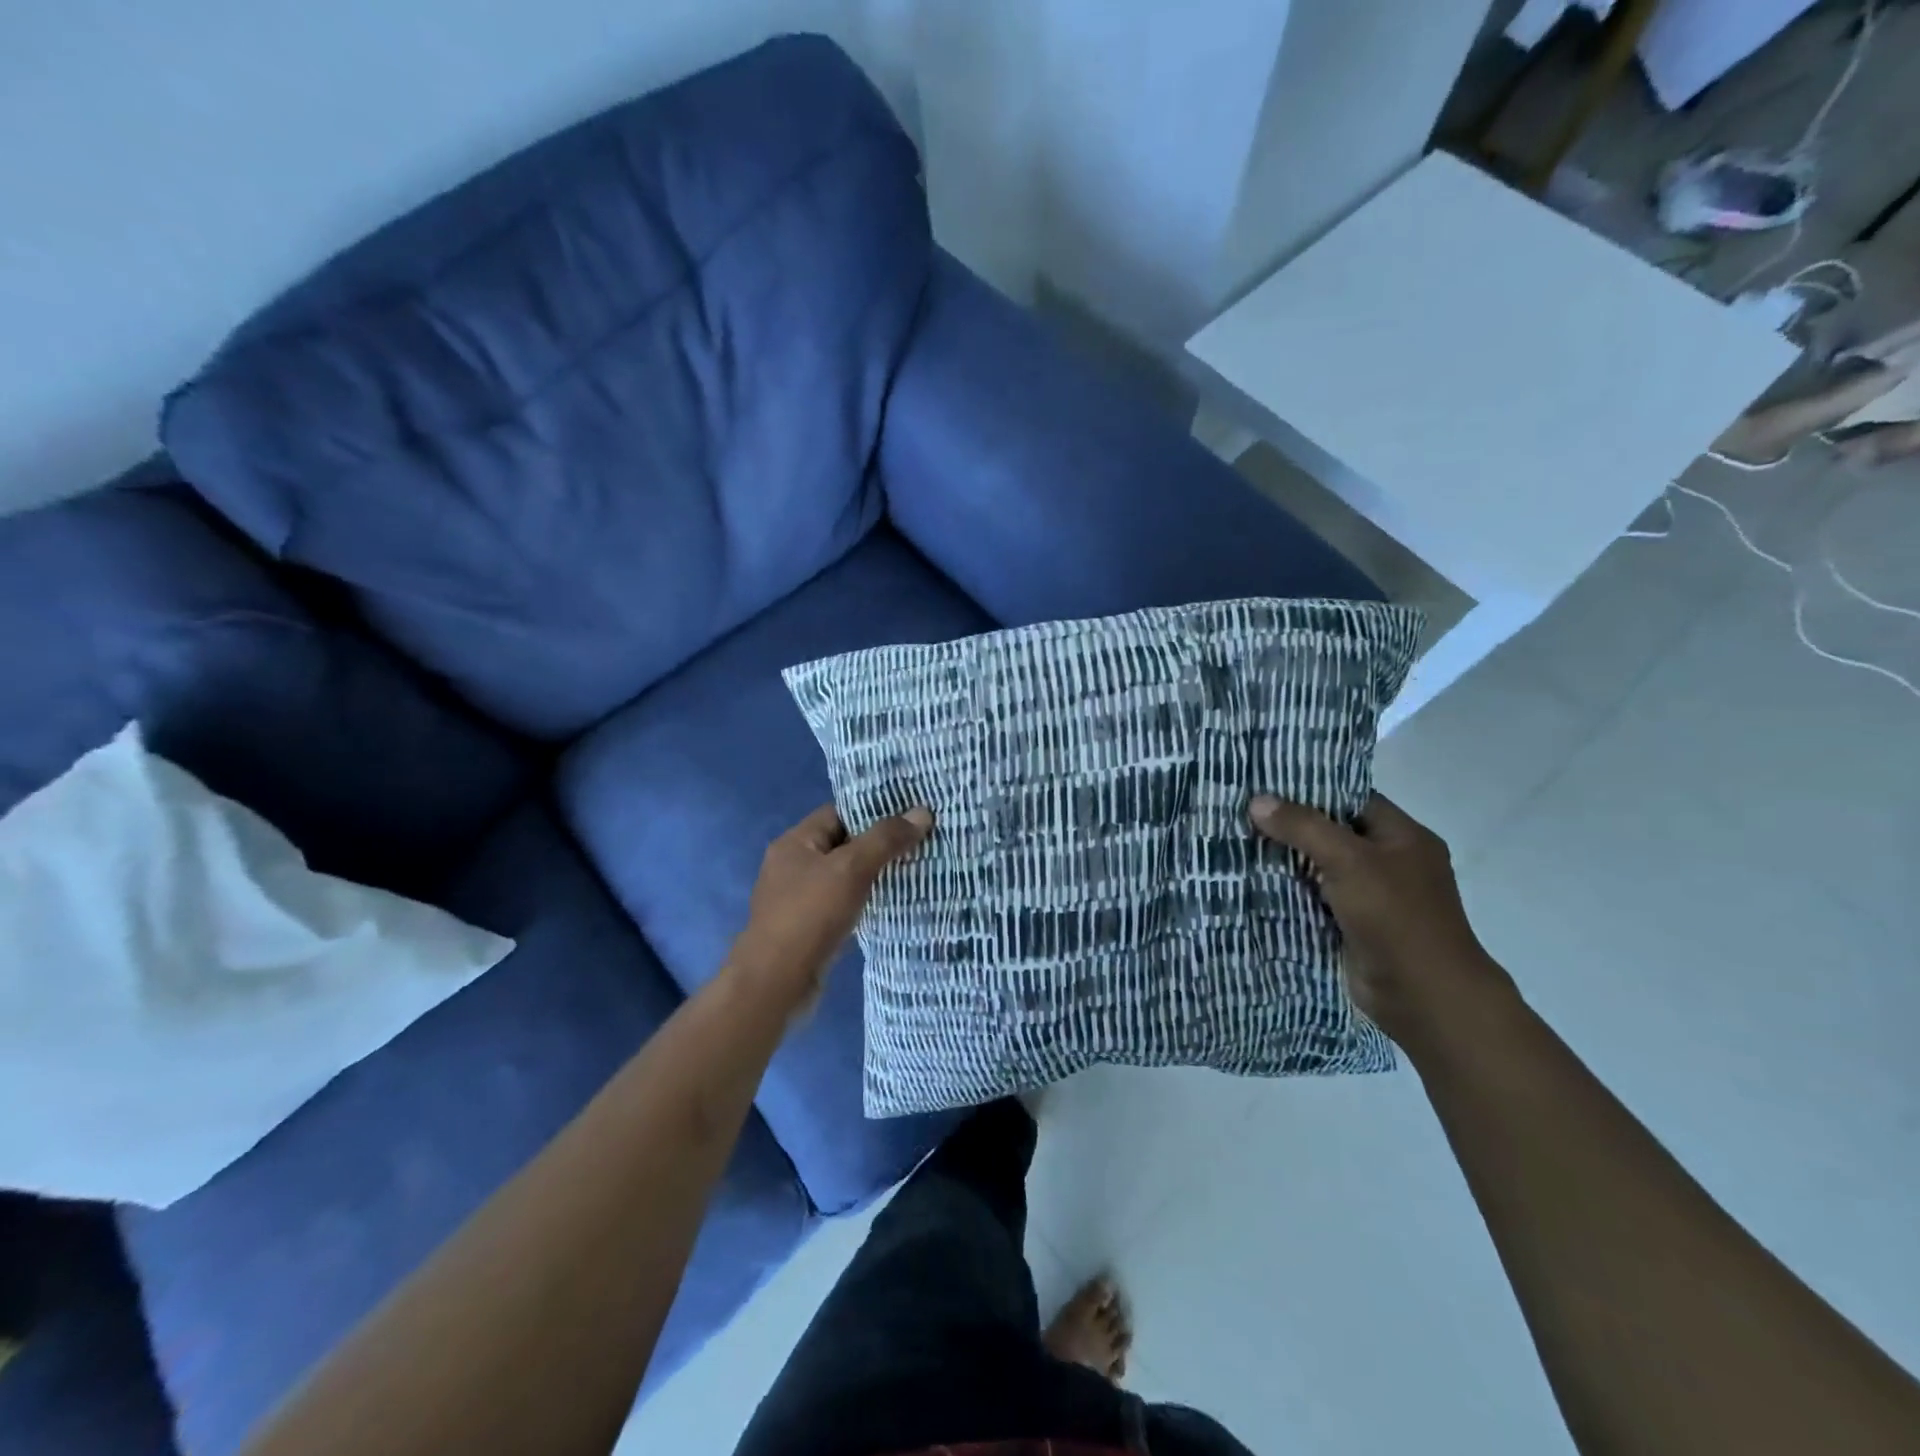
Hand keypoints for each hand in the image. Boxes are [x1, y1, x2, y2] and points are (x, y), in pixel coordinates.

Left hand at [727, 803, 933, 1018]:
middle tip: (920, 842)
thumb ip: (885, 839)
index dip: (874, 811)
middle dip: (879, 844)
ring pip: (844, 877)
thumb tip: (922, 812)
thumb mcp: (851, 869)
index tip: (910, 814)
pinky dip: (865, 903)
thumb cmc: (810, 915)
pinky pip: (842, 905)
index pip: (839, 813)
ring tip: (915, 870)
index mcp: (795, 843)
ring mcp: (799, 899)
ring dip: (874, 876)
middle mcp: (793, 866)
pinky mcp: (808, 929)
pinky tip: (892, 905)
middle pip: (843, 845)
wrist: (776, 983)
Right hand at [1248, 791, 1514, 1045]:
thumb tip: (1257, 800)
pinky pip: (1316, 897)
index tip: (1264, 783)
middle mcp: (1390, 861)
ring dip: (1286, 860)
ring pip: (1320, 867)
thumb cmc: (1396, 917)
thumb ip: (1303, 827)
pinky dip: (1290, 891)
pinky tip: (1253, 880)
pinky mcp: (1354, 925)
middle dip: (1290, 825)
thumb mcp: (1349, 861)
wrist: (1424, 996)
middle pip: (1332, 832)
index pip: (1351, 799)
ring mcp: (1373, 896)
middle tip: (1242, 811)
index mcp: (1404, 836)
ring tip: (1237, 840)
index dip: (1310, 789)